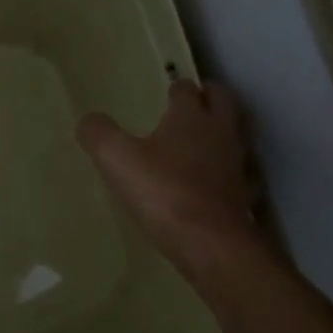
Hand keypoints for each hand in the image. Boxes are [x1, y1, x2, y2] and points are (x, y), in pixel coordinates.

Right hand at [78, 81, 258, 270]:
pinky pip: (239, 174)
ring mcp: (237, 164)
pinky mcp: (243, 195)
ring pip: (235, 136)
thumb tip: (89, 120)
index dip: (177, 88)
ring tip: (201, 141)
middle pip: (223, 102)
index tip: (167, 91)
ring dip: (221, 132)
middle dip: (209, 98)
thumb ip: (99, 134)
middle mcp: (220, 133)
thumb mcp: (117, 160)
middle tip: (193, 102)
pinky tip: (213, 182)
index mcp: (190, 117)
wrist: (211, 244)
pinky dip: (228, 171)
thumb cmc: (163, 192)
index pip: (187, 89)